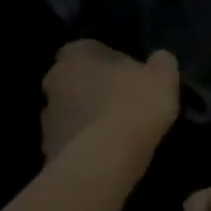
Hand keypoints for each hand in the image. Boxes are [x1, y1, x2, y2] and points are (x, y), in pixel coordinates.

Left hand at [41, 40, 180, 159]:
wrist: (103, 161)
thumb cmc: (134, 106)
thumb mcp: (164, 77)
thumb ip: (161, 62)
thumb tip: (158, 59)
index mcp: (77, 55)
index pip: (89, 49)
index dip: (110, 61)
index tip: (129, 75)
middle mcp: (53, 80)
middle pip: (75, 79)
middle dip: (94, 88)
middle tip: (123, 102)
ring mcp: (46, 116)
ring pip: (70, 110)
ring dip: (87, 117)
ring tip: (116, 132)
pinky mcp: (47, 148)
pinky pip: (70, 140)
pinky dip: (84, 143)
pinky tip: (106, 153)